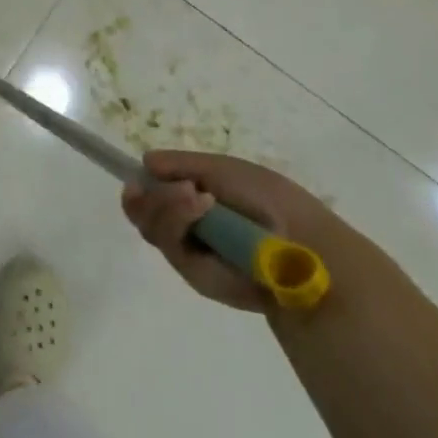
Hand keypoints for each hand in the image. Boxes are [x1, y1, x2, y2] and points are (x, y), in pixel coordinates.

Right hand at [121, 150, 347, 312]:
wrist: (301, 242)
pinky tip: (201, 205)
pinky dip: (178, 218)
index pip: (153, 192)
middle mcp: (188, 226)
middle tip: (176, 185)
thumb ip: (182, 164)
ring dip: (166, 203)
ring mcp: (189, 251)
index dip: (141, 184)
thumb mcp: (224, 169)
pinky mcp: (194, 274)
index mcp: (196, 199)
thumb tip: (144, 162)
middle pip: (142, 211)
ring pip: (150, 225)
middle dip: (149, 195)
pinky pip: (168, 242)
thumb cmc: (269, 199)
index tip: (137, 175)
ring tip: (195, 194)